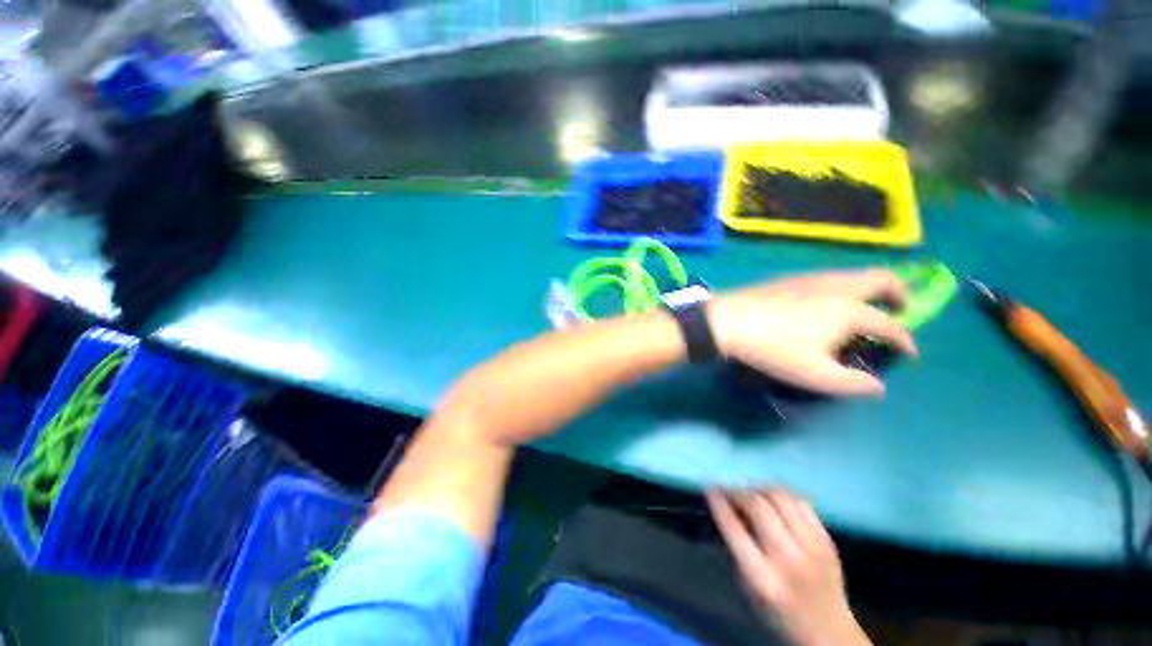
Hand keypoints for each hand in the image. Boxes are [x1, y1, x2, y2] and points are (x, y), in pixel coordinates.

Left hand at [706, 268, 916, 395]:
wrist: (727, 321)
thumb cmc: (773, 349)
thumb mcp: (816, 376)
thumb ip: (853, 383)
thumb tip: (878, 387)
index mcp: (850, 311)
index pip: (890, 325)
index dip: (905, 341)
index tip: (909, 353)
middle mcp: (837, 287)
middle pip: (882, 279)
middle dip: (899, 293)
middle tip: (900, 309)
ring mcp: (811, 278)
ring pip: (854, 274)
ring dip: (869, 288)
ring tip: (865, 306)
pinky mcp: (790, 278)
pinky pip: (830, 276)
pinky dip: (844, 286)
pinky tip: (828, 301)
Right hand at [707, 489, 870, 645]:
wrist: (829, 632)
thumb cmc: (778, 613)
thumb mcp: (749, 587)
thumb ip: (737, 548)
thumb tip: (729, 508)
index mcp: (763, 578)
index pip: (734, 529)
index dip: (719, 504)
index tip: (710, 489)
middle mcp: (789, 559)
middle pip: (758, 507)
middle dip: (737, 491)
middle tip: (727, 488)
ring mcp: (813, 547)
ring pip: (781, 498)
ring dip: (759, 488)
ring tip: (749, 490)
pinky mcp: (828, 540)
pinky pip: (801, 502)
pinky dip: (782, 494)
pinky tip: (772, 497)